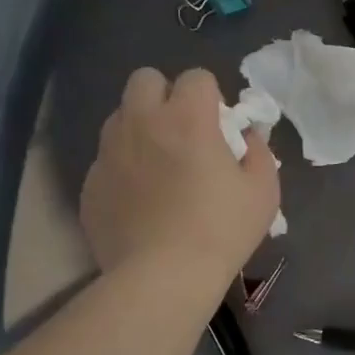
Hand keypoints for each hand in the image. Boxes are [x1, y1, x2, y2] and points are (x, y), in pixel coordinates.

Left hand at [80, 69, 279, 285]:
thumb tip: (246, 136)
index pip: (196, 77)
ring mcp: (109, 152)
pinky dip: (123, 168)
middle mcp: (141, 123)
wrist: (162, 278)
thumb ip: (259, 152)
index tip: (219, 127)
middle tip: (182, 133)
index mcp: (187, 118)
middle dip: (165, 96)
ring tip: (158, 166)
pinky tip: (140, 201)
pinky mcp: (90, 184)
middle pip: (145, 80)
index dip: (210, 97)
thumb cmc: (221, 230)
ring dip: (140, 128)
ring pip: (120, 117)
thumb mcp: (264, 191)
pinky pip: (106, 159)